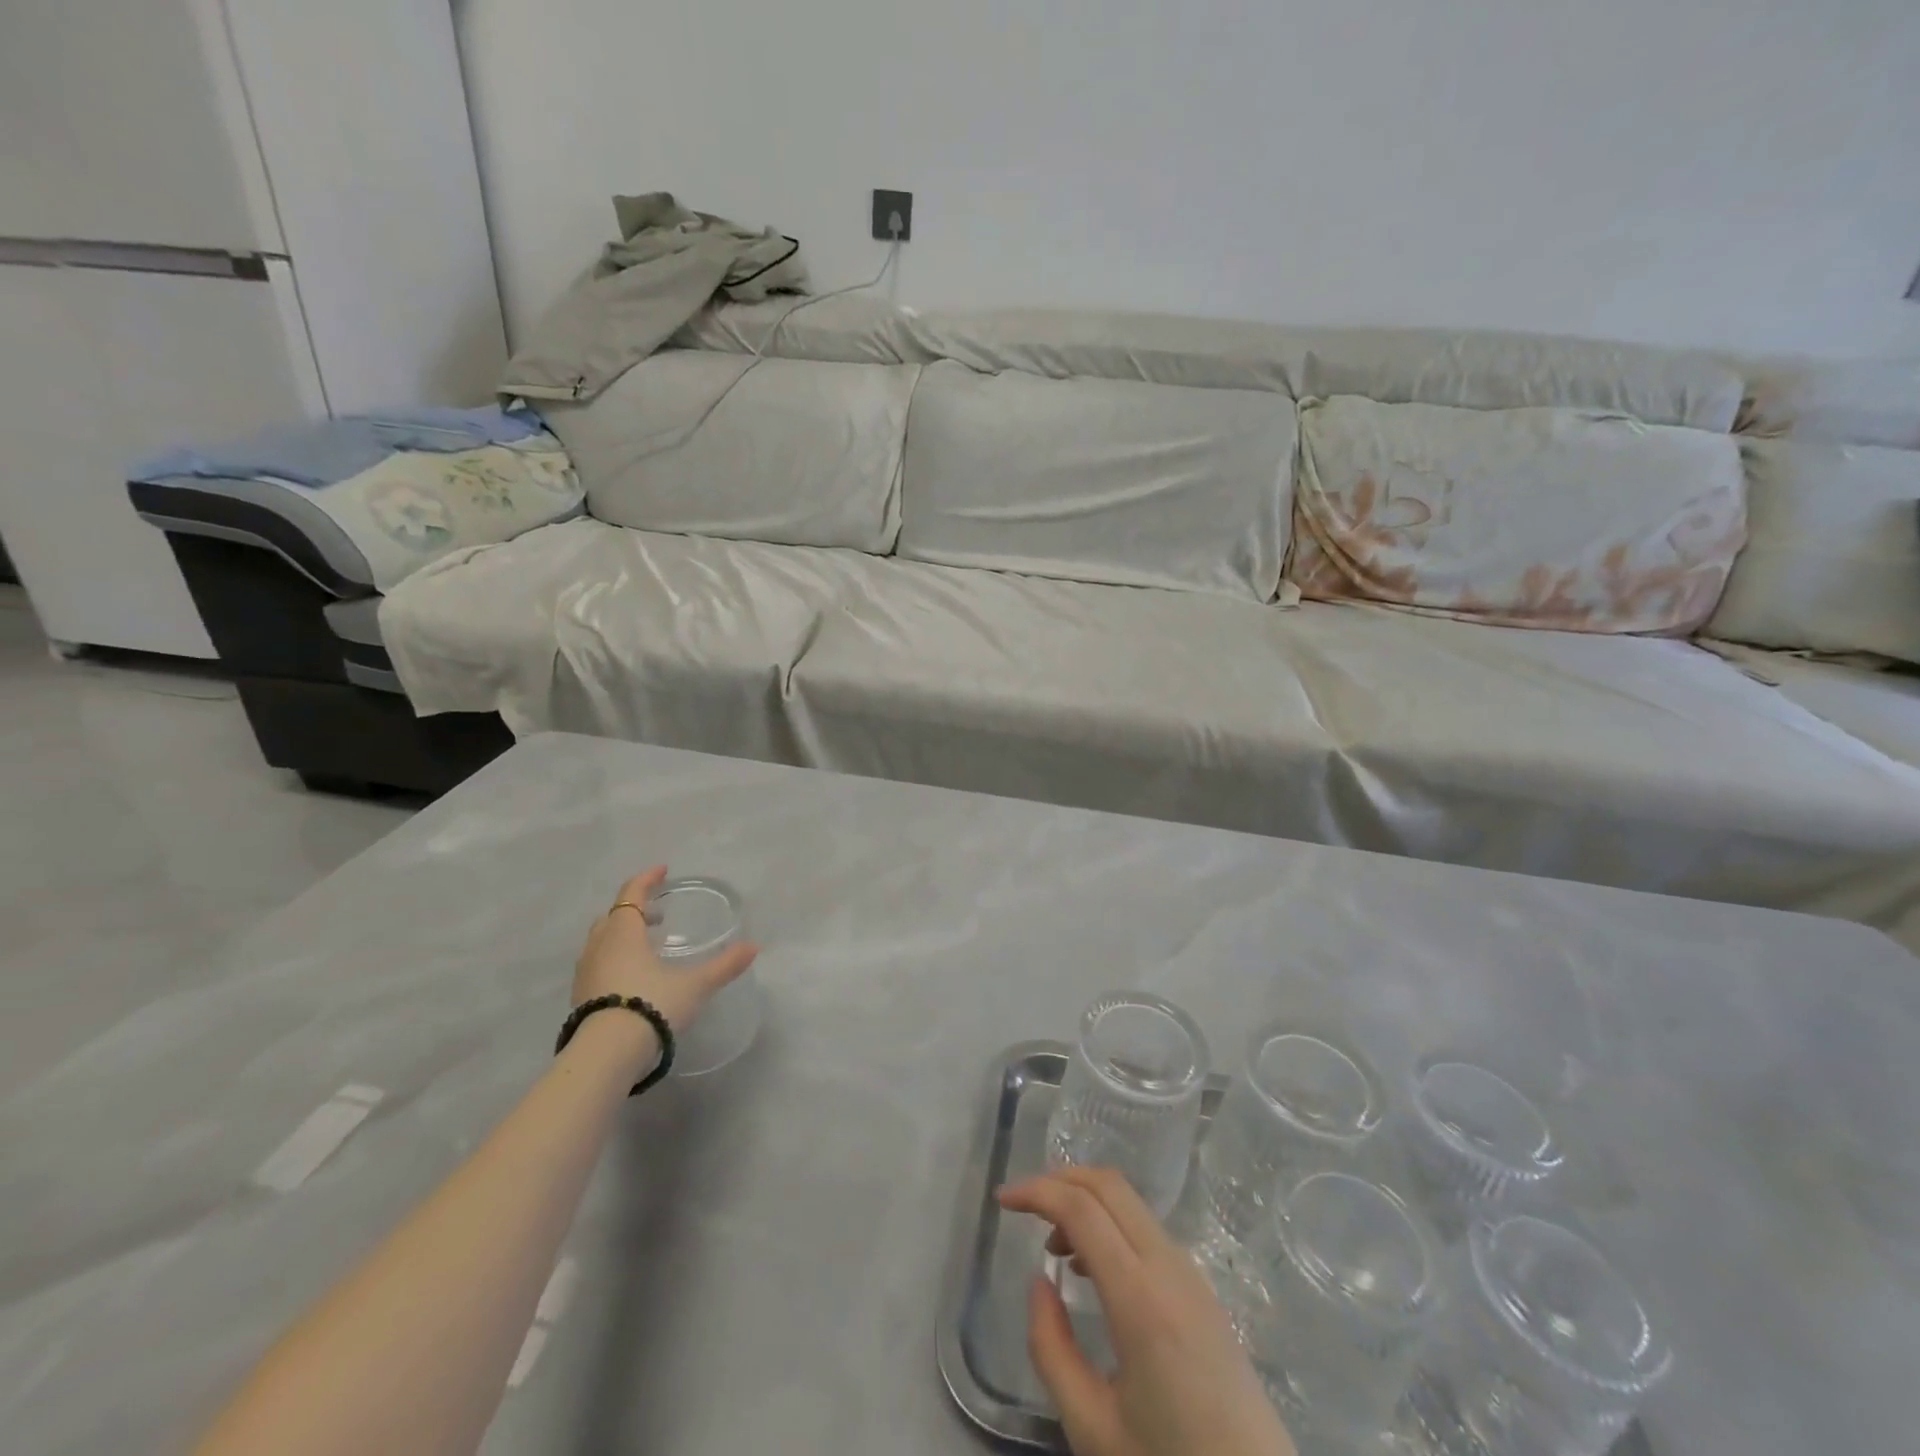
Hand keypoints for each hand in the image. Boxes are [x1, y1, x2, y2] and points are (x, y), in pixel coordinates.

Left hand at [573, 867, 758, 1033]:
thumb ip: (724, 965)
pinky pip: (597, 965)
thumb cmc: (651, 1005)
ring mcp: (585, 973)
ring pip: (601, 941)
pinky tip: (632, 976)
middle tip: (658, 914)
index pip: (632, 894)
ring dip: (622, 935)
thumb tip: (753, 947)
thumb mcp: (695, 986)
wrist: (606, 1055)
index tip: (663, 871)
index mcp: (624, 933)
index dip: (647, 880)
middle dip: (635, 909)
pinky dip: (614, 959)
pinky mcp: (580, 998)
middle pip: (613, 916)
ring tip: (647, 945)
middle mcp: (599, 947)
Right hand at [998, 1168, 1294, 1455]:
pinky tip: (1092, 1269)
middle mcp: (1168, 1267)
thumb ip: (1051, 1348)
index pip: (1081, 1208)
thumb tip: (1039, 1281)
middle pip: (1109, 1186)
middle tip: (1024, 1206)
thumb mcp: (1092, 1428)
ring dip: (1086, 1203)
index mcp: (1140, 1297)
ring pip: (1130, 1204)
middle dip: (1060, 1180)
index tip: (1002, 1200)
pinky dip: (1110, 1225)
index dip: (1036, 1192)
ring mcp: (1191, 1274)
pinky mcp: (1201, 1290)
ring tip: (1053, 1246)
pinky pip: (1147, 1230)